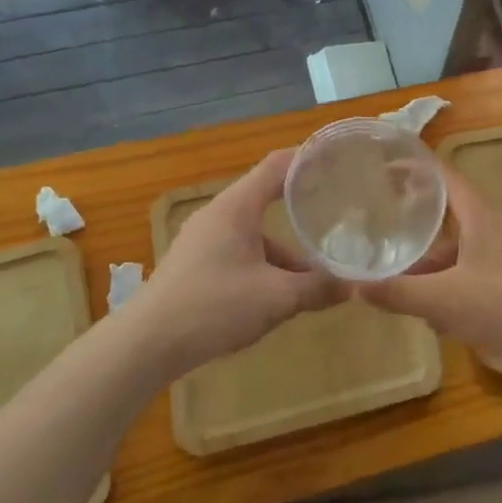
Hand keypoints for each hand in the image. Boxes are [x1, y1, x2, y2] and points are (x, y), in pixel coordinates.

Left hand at [120, 149, 342, 380]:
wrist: (145, 344)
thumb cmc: (213, 307)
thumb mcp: (276, 298)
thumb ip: (318, 288)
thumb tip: (355, 285)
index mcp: (237, 207)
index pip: (278, 165)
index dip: (308, 158)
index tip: (338, 159)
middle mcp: (219, 214)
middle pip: (266, 197)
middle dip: (301, 204)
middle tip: (336, 211)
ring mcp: (203, 239)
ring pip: (254, 232)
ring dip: (285, 248)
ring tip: (314, 274)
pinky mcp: (195, 263)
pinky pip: (240, 250)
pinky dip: (264, 264)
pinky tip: (278, 295)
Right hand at [353, 167, 501, 377]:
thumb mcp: (444, 299)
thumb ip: (399, 293)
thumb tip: (353, 285)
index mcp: (476, 214)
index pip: (441, 174)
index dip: (412, 166)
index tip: (381, 166)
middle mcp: (490, 226)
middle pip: (446, 212)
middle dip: (414, 219)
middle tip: (378, 222)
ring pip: (456, 248)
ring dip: (429, 261)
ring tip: (396, 276)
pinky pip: (468, 272)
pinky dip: (446, 284)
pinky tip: (432, 314)